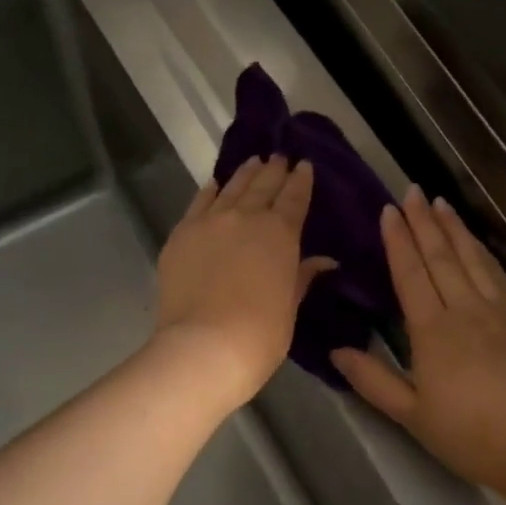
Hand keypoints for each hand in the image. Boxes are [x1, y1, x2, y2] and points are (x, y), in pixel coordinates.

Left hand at [155, 155, 334, 409]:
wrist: (204, 347)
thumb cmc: (260, 334)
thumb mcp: (289, 306)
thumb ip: (302, 276)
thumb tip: (324, 261)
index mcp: (280, 233)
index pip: (294, 197)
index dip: (301, 180)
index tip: (304, 165)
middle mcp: (245, 217)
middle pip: (262, 185)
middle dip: (273, 170)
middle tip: (279, 157)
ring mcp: (209, 222)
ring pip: (230, 188)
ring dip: (244, 174)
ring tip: (252, 162)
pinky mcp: (181, 234)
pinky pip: (198, 203)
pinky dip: (210, 191)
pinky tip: (214, 186)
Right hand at [331, 188, 505, 499]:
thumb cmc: (471, 436)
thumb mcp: (413, 416)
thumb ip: (373, 380)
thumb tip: (336, 351)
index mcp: (433, 331)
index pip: (411, 273)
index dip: (398, 241)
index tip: (389, 211)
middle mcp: (466, 310)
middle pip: (441, 256)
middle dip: (424, 222)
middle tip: (412, 191)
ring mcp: (501, 311)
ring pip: (472, 259)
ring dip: (455, 229)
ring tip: (441, 203)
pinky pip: (499, 274)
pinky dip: (484, 252)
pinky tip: (477, 243)